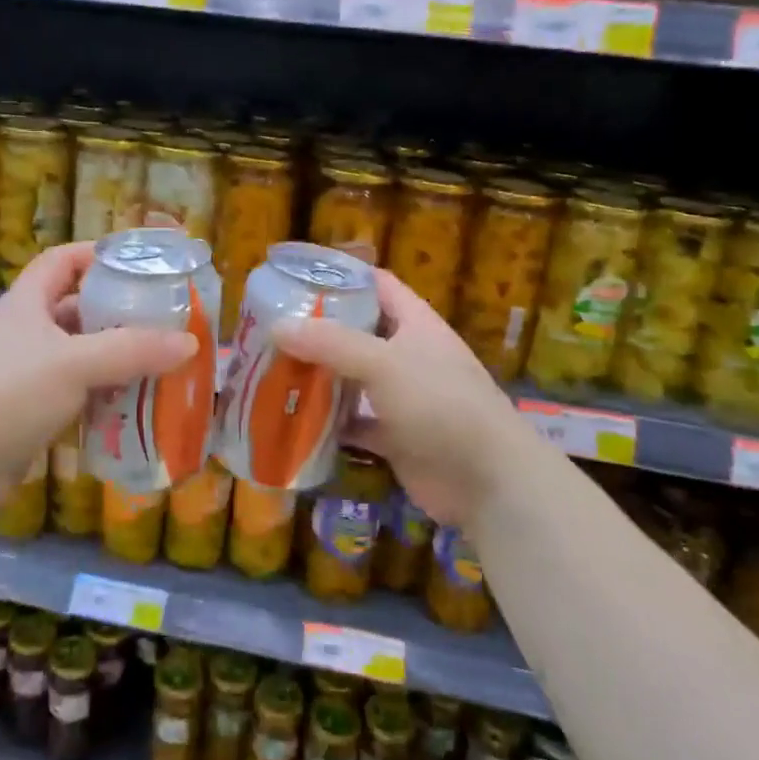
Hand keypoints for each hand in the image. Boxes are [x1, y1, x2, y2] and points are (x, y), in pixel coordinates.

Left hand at [0, 242, 196, 517]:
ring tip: (161, 363)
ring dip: (116, 359)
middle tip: (165, 320)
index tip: (139, 264)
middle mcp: (26, 333)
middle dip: (119, 312)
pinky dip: (104, 396)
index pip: (62, 261)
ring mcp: (27, 375)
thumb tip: (190, 342)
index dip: (97, 254)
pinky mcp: (30, 413)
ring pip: (81, 356)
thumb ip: (131, 350)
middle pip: (78, 310)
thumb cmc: (7, 395)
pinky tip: (135, 406)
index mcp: (27, 303)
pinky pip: (77, 394)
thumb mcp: (73, 363)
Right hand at [270, 269, 527, 527]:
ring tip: (271, 369)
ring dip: (319, 378)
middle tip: (270, 327)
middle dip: (318, 330)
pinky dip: (329, 424)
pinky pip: (354, 423)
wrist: (488, 482)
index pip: (377, 285)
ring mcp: (402, 398)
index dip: (342, 277)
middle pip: (358, 333)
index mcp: (415, 324)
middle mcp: (409, 355)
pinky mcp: (395, 437)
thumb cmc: (440, 405)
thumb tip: (277, 326)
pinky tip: (294, 420)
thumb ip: (330, 343)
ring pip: (352, 379)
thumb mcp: (384, 363)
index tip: (297, 277)